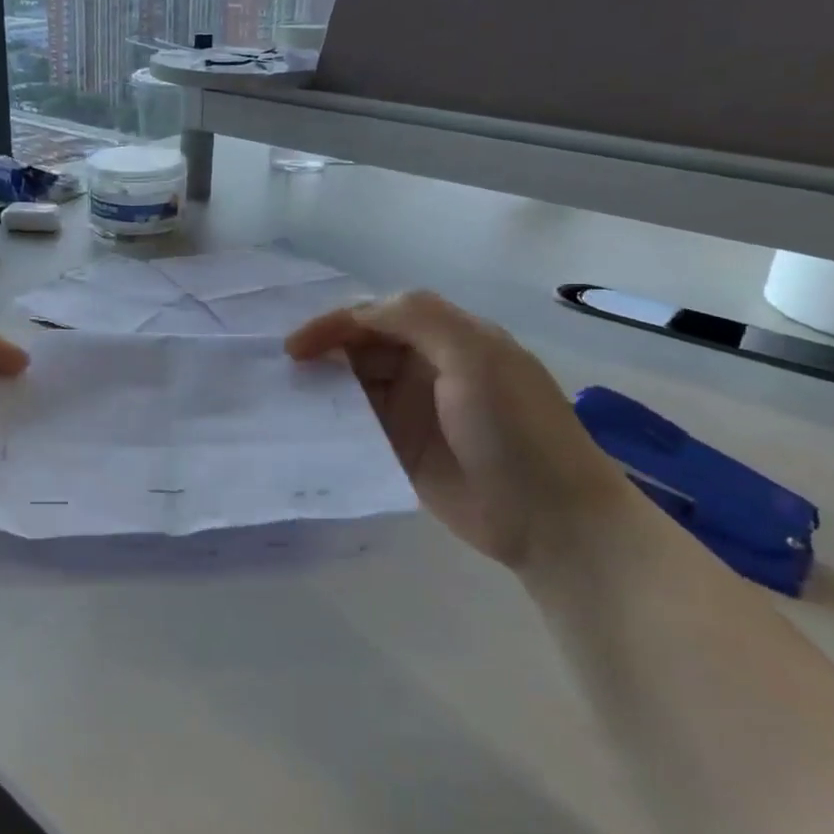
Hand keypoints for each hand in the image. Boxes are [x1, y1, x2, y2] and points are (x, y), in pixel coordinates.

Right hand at [287, 291, 636, 567]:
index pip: (379, 315)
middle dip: (323, 352)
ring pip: (355, 387)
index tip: (295, 347)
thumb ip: (417, 319)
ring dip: (322, 388)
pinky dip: (331, 423)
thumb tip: (353, 314)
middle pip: (362, 348)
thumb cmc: (515, 428)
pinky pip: (358, 428)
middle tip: (282, 373)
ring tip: (283, 398)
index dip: (336, 324)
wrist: (551, 519)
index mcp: (448, 338)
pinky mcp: (401, 452)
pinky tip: (304, 428)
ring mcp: (413, 412)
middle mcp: (427, 369)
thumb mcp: (474, 356)